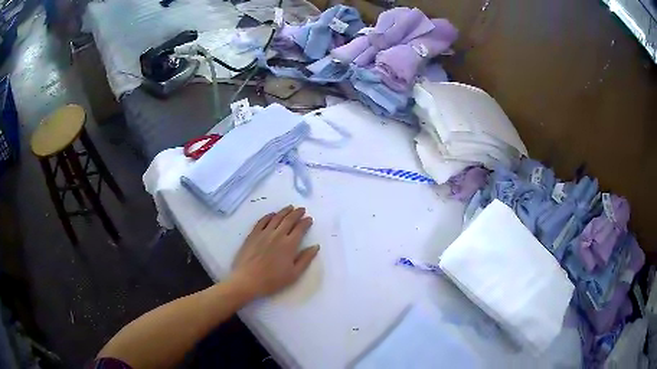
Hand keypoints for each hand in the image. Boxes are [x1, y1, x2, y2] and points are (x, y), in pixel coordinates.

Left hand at [230, 205, 319, 297]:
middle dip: (297, 213)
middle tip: (302, 209)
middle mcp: (278, 235)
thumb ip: (306, 259)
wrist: (248, 280)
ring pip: (276, 217)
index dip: (306, 222)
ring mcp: (264, 233)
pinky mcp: (253, 234)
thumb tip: (315, 246)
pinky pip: (262, 221)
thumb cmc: (272, 280)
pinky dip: (268, 216)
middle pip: (289, 220)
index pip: (300, 228)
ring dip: (284, 211)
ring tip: (290, 207)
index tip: (309, 219)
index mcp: (289, 244)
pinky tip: (272, 214)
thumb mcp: (294, 274)